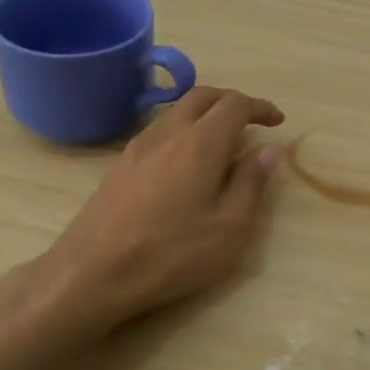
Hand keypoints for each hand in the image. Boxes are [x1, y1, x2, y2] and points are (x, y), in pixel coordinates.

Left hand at [29, 88, 285, 329]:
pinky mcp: (119, 166)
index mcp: (200, 143)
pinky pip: (158, 131)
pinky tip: (185, 161)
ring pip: (176, 111)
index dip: (260, 107)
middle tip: (252, 121)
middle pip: (201, 96)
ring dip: (204, 113)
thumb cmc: (171, 254)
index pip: (235, 105)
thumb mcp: (229, 228)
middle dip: (231, 101)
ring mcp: (137, 148)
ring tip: (222, 140)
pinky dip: (182, 130)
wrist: (92, 273)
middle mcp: (167, 133)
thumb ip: (252, 184)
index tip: (278, 121)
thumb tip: (269, 151)